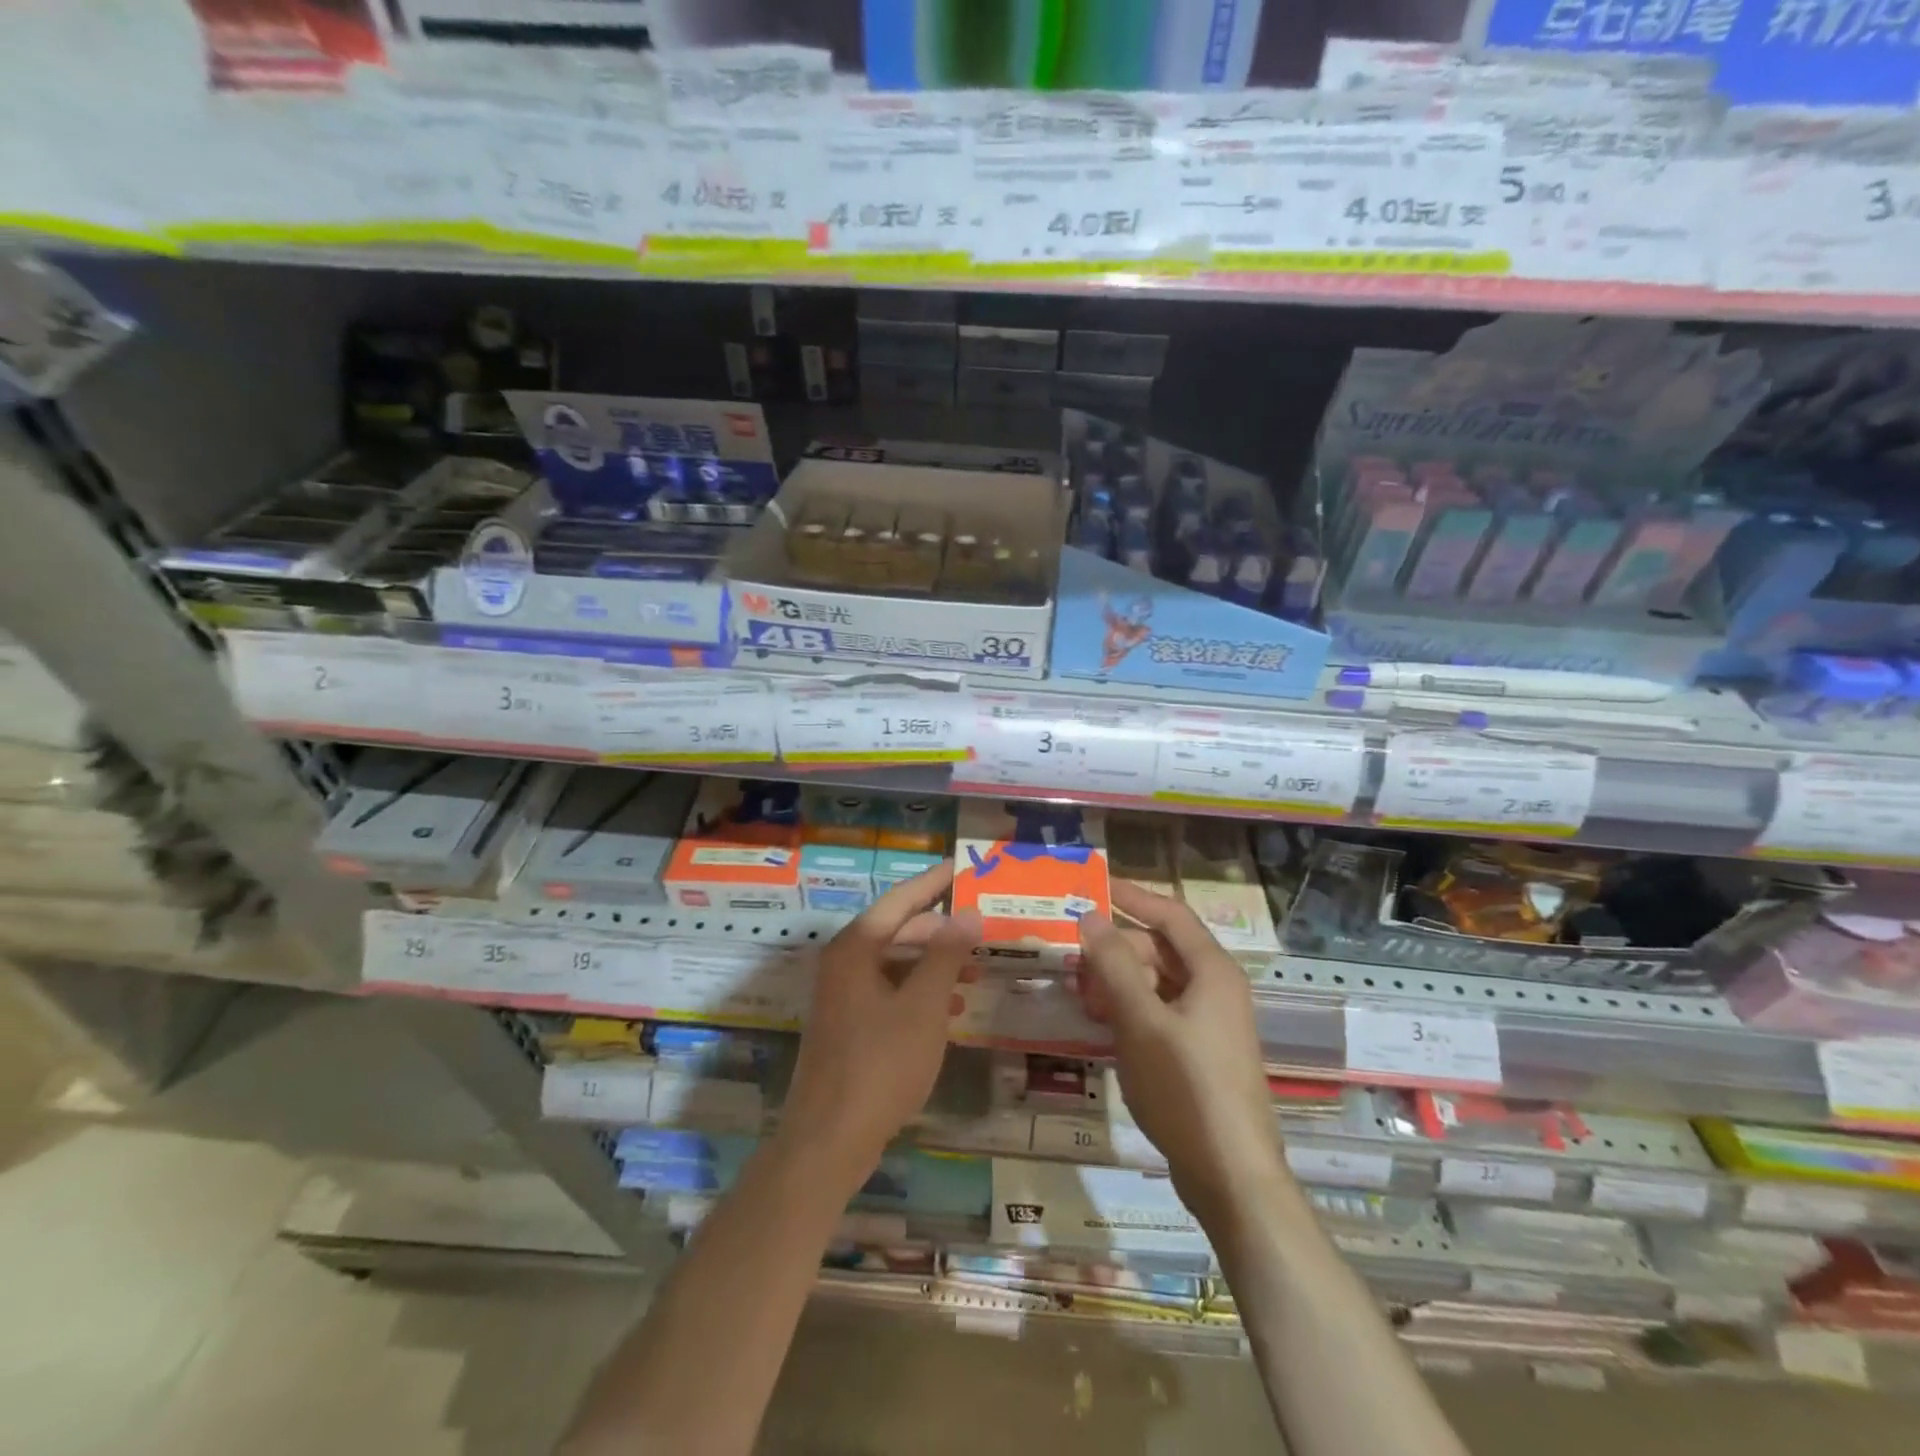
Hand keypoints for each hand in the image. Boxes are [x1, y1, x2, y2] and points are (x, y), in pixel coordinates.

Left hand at [779, 862, 978, 1196]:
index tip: (962, 866)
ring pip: (895, 964)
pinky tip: (950, 1010)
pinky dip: (919, 993)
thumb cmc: (880, 1064)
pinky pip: (889, 992)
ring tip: (975, 973)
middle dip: (940, 930)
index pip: (900, 900)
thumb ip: (946, 956)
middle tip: (980, 928)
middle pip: (897, 930)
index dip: (933, 882)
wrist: (828, 1141)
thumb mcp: (923, 1006)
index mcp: (855, 949)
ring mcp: (842, 996)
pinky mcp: (848, 1026)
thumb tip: (968, 913)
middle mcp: (843, 964)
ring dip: (934, 964)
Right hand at [1077, 880, 1284, 1223]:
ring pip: (1157, 983)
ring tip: (1081, 995)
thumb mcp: (1141, 1021)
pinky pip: (1160, 1013)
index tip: (1093, 887)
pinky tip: (1102, 1025)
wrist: (1231, 1176)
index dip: (1132, 896)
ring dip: (1119, 982)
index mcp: (1212, 971)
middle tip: (1073, 959)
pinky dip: (1130, 1011)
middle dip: (1116, 949)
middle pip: (1160, 950)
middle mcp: (1216, 989)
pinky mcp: (1200, 1054)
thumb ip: (1113, 965)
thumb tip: (1090, 915)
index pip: (1170, 914)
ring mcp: (1210, 1024)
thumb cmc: (1186, 1089)